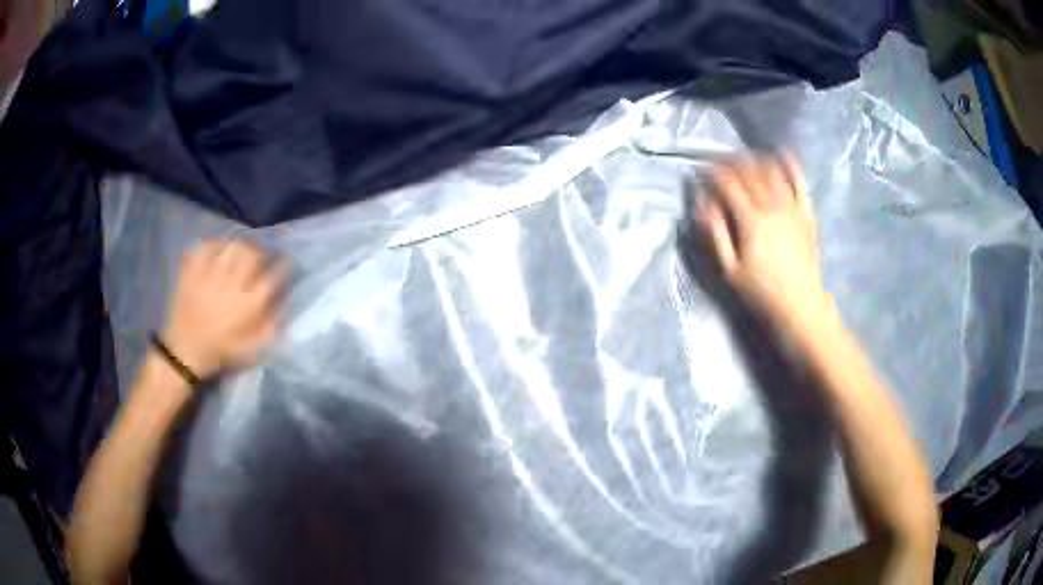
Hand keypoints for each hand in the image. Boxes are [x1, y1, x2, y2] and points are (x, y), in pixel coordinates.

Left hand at [161, 239, 287, 379]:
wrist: (186, 351)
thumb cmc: (222, 350)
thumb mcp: (254, 347)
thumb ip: (273, 325)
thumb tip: (287, 302)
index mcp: (249, 304)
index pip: (273, 275)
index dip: (283, 265)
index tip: (285, 264)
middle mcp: (231, 284)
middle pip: (253, 253)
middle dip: (262, 250)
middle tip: (263, 255)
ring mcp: (210, 274)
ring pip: (231, 246)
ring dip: (241, 245)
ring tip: (242, 250)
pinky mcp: (192, 270)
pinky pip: (206, 246)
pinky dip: (215, 244)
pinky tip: (219, 251)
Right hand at [692, 155, 830, 330]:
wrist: (800, 305)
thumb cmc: (761, 291)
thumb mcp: (730, 270)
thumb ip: (716, 234)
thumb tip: (701, 205)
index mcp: (751, 221)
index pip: (728, 185)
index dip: (713, 174)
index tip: (702, 172)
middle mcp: (772, 207)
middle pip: (749, 173)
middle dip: (731, 162)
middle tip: (719, 162)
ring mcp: (791, 208)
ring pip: (772, 172)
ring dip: (755, 159)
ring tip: (744, 158)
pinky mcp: (806, 213)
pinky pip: (799, 182)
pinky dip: (790, 165)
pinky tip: (781, 153)